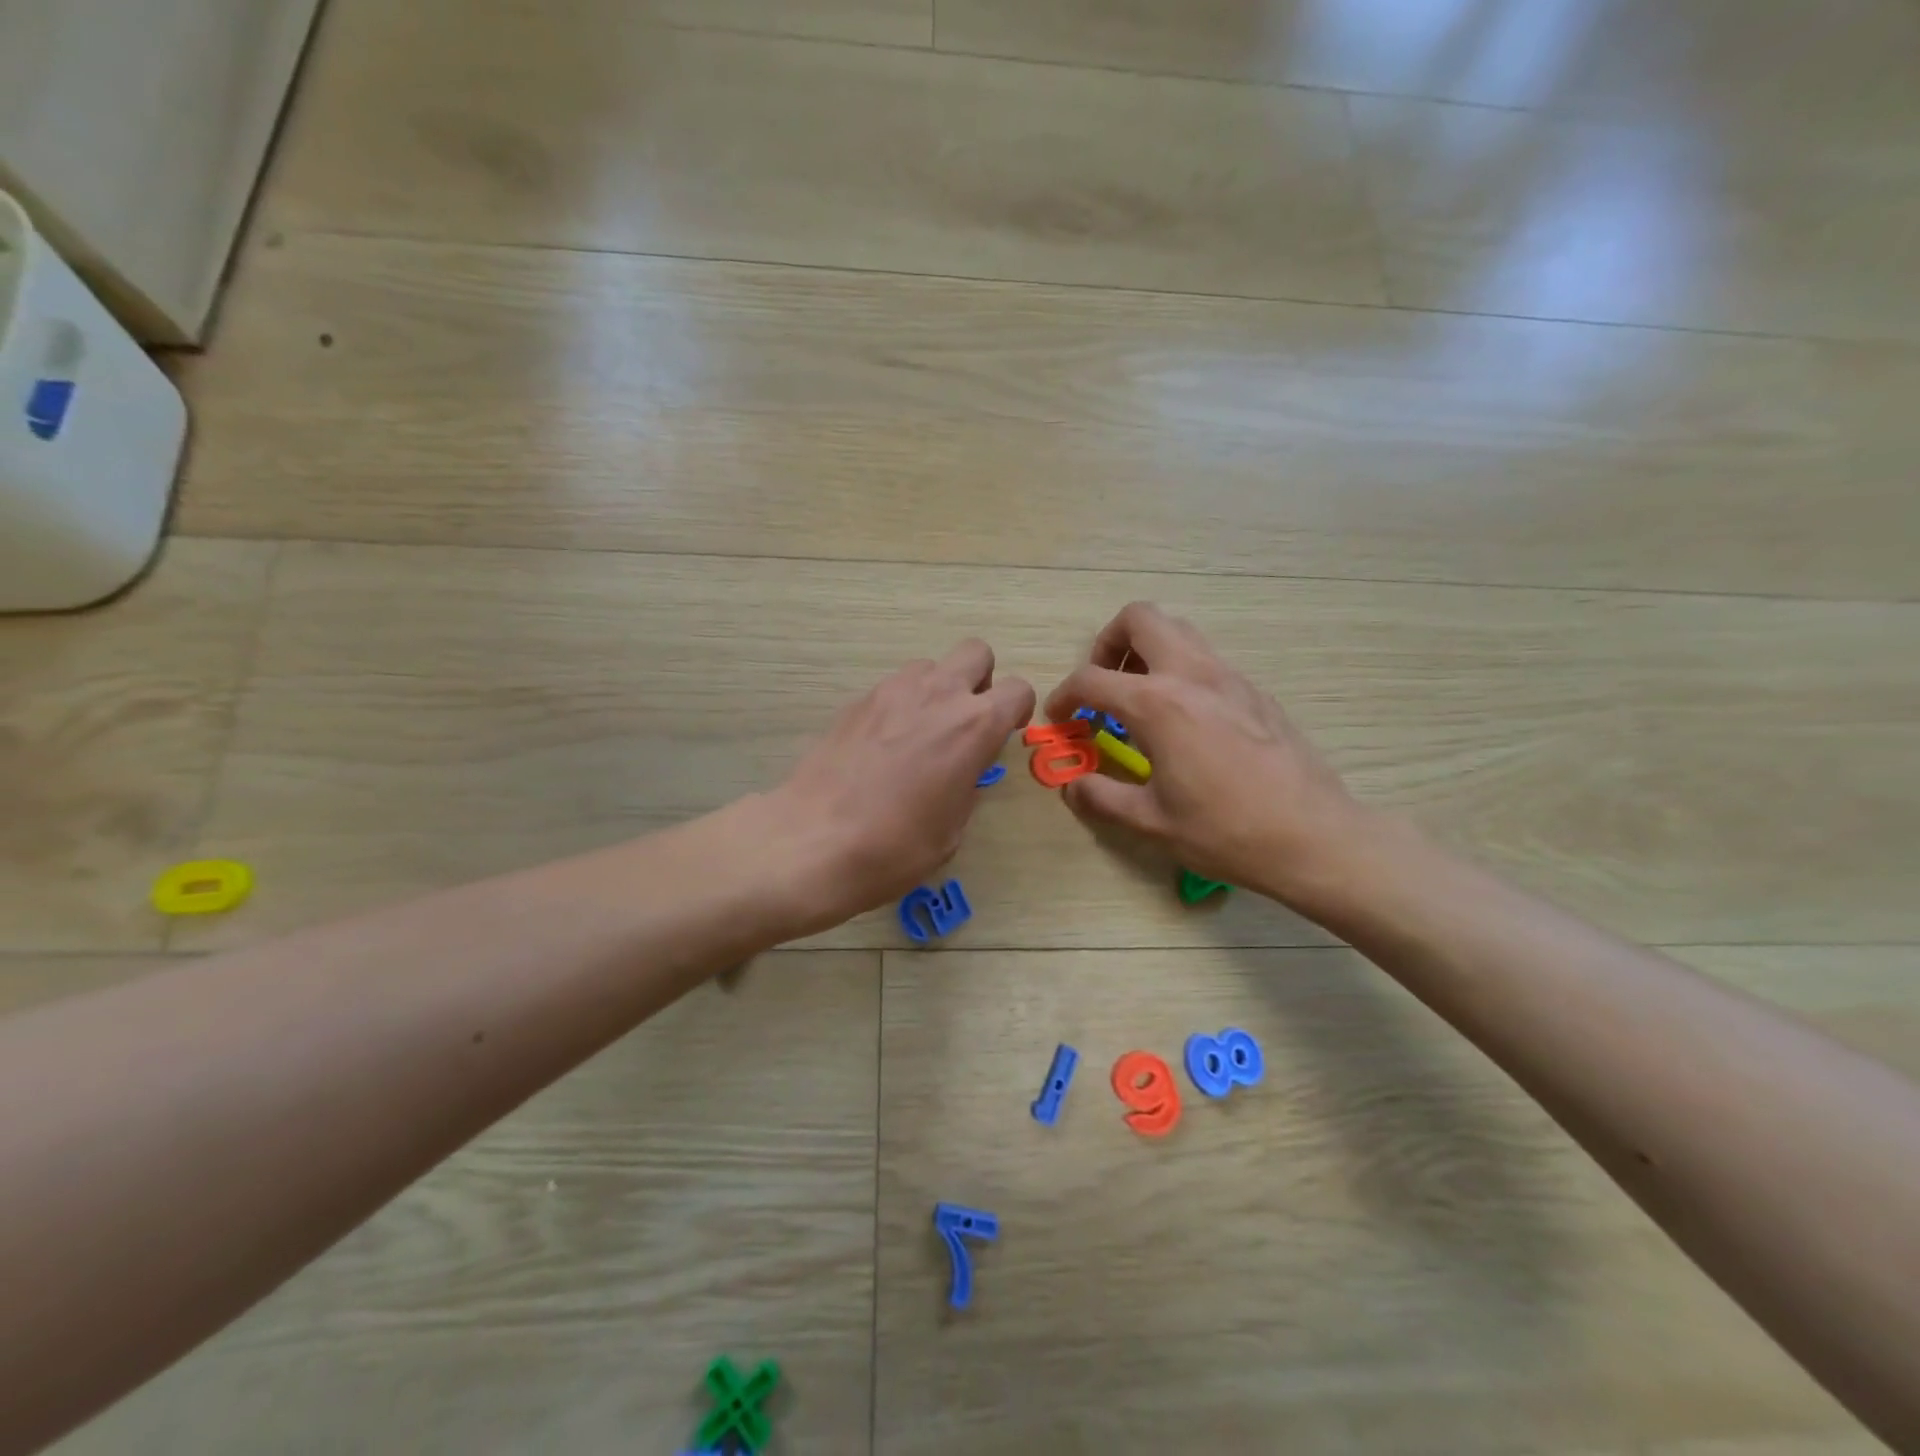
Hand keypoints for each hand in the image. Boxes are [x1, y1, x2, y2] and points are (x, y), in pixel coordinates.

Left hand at [768, 639, 1034, 932]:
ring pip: (929, 666)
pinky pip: (892, 688)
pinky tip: (882, 748)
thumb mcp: (952, 830)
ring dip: (936, 690)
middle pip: (975, 652)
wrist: (813, 841)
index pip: (1019, 689)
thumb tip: (961, 772)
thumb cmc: (895, 847)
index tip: (1002, 736)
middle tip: (964, 721)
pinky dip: (899, 707)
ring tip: (919, 735)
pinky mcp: (856, 701)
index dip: (1016, 711)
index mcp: (974, 726)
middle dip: (979, 680)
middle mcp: (938, 694)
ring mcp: (892, 691)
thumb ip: (967, 786)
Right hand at [1045, 603, 1373, 908]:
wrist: (1313, 837)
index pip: (1091, 680)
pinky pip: (1206, 659)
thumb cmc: (1225, 831)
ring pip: (1179, 630)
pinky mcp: (1255, 691)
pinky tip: (1185, 722)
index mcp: (1158, 704)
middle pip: (1140, 619)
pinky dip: (1181, 671)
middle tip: (1104, 686)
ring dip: (1147, 651)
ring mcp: (1230, 677)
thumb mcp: (1150, 821)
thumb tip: (1072, 786)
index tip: (1059, 719)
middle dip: (1109, 643)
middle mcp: (1192, 675)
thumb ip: (1100, 797)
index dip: (1063, 696)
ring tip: (1140, 700)